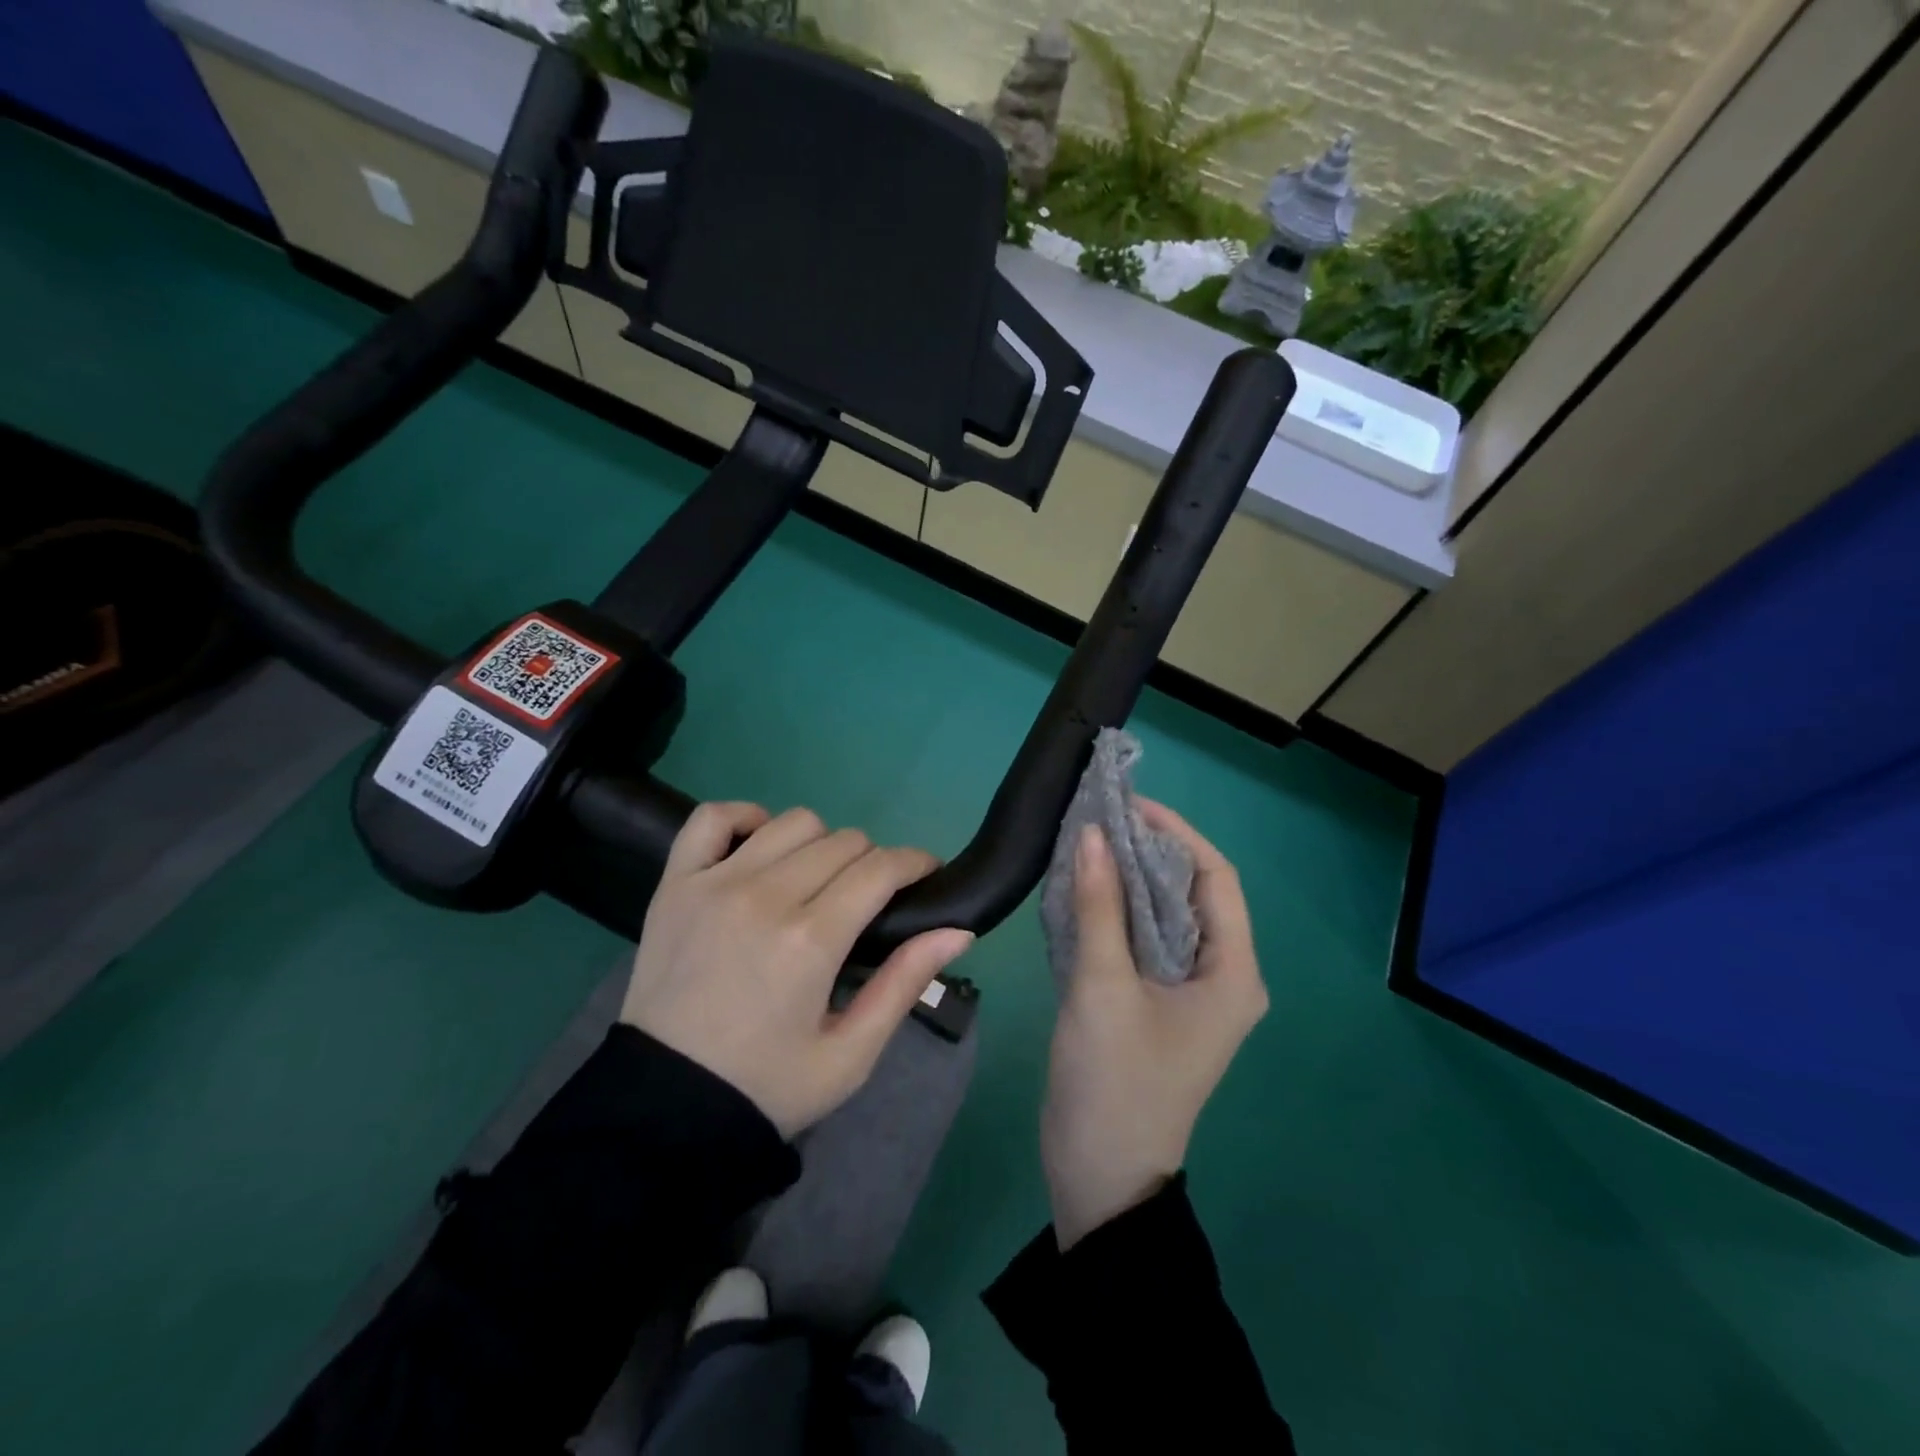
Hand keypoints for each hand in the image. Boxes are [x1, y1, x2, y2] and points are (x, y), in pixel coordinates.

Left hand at [621, 802, 974, 1138]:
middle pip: (844, 842)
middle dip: (873, 862)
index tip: (927, 873)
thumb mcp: (850, 1055)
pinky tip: (760, 844)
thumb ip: (904, 984)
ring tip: (817, 880)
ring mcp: (715, 883)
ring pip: (793, 822)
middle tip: (868, 899)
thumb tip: (960, 929)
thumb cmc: (766, 1086)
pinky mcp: (675, 884)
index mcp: (811, 941)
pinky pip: (713, 818)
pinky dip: (745, 818)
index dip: (915, 863)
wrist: (664, 1108)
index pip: (881, 869)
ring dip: (820, 843)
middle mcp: (765, 896)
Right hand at [1040, 800, 1268, 1249]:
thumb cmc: (1114, 1082)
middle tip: (1098, 818)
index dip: (1175, 833)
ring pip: (1163, 914)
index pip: (1215, 878)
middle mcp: (1220, 975)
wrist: (1101, 1176)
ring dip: (1128, 879)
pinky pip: (1142, 939)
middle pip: (1190, 893)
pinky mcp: (1156, 1003)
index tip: (1127, 804)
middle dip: (1147, 851)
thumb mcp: (1103, 988)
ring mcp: (1187, 991)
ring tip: (1086, 842)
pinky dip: (1115, 910)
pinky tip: (1082, 889)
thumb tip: (1093, 832)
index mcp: (1231, 972)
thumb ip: (1099, 906)